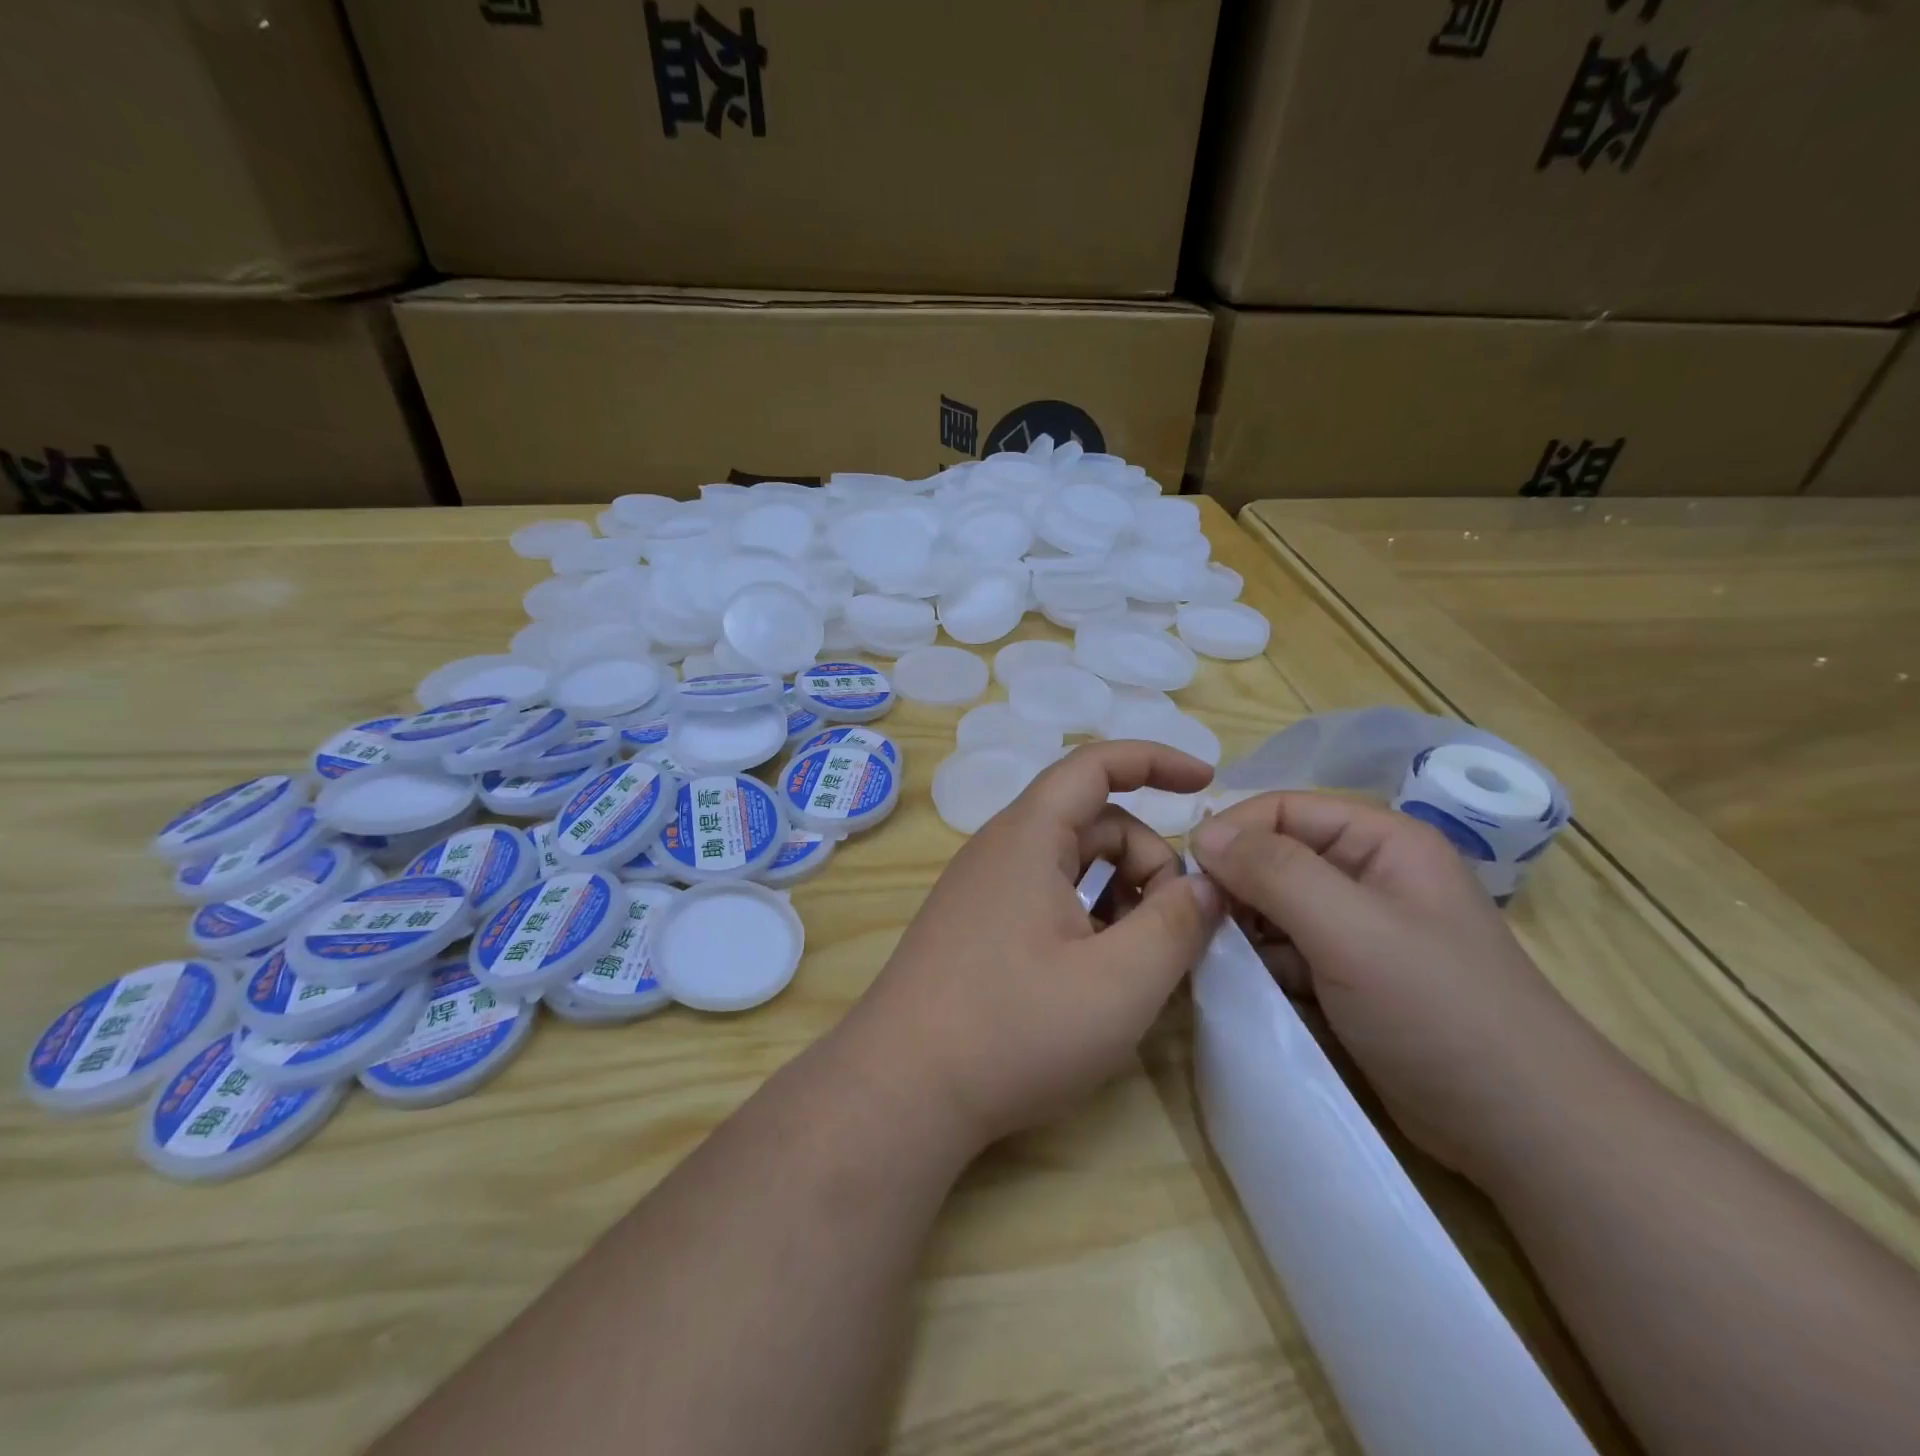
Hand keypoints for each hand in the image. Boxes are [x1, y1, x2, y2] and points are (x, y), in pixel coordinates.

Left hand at [842, 741, 1223, 1152]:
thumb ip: (1177, 925)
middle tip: (1175, 931)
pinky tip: (1098, 975)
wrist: (901, 1089)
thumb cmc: (1014, 1028)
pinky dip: (1087, 918)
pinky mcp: (974, 926)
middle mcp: (1000, 849)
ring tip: (1140, 961)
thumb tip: (1206, 887)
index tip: (1206, 782)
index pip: (1096, 764)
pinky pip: (1045, 897)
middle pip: (1093, 823)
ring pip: (1071, 865)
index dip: (1155, 761)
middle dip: (1147, 861)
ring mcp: (982, 889)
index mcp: (1029, 836)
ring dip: (1120, 895)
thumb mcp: (1119, 982)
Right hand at [1190, 792, 1601, 1180]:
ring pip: (1271, 907)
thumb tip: (1203, 832)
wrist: (1523, 1130)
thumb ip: (1274, 872)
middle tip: (1206, 929)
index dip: (1233, 834)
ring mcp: (1357, 928)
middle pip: (1272, 858)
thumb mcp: (1351, 930)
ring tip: (1229, 966)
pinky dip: (1261, 965)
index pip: (1281, 810)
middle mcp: (1366, 874)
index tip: (1191, 878)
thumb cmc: (1440, 1012)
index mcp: (1380, 841)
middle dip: (1235, 889)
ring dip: (1244, 932)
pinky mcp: (1346, 976)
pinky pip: (1283, 950)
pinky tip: (1254, 991)